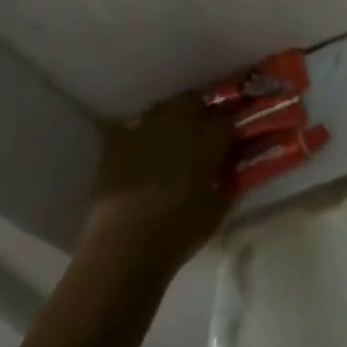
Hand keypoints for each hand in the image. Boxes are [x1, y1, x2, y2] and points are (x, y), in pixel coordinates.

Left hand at [80, 95, 234, 274]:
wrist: (123, 245)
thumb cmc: (178, 231)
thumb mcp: (216, 211)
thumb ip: (227, 184)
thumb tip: (230, 172)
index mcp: (210, 138)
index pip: (228, 119)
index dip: (229, 129)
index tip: (229, 141)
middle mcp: (180, 123)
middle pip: (193, 101)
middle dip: (198, 112)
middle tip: (199, 134)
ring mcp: (146, 128)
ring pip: (162, 109)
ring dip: (168, 121)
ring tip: (168, 142)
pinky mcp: (116, 142)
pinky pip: (130, 129)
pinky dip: (137, 138)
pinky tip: (137, 154)